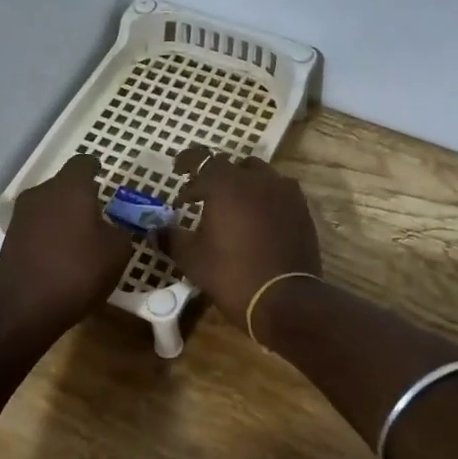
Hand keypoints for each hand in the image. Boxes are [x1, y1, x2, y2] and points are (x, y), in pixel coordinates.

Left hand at [0, 152, 135, 337]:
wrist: (24, 308)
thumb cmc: (78, 272)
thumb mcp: (117, 251)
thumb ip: (120, 230)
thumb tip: (113, 227)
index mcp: (71, 187)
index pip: (83, 163)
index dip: (96, 168)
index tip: (104, 178)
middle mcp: (42, 192)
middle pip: (64, 185)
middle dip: (81, 196)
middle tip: (99, 215)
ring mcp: (21, 215)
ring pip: (49, 205)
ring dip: (64, 215)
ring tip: (81, 238)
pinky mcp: (10, 237)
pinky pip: (37, 226)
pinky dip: (50, 234)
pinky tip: (61, 255)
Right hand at [157, 145, 321, 329]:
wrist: (284, 299)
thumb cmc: (231, 274)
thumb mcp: (192, 258)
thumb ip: (171, 238)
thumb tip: (155, 231)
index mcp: (226, 184)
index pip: (201, 159)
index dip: (187, 163)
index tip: (177, 171)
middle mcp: (257, 179)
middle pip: (233, 166)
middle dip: (216, 177)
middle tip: (202, 195)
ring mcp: (284, 192)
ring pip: (260, 176)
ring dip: (243, 185)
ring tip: (233, 207)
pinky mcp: (302, 210)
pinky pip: (278, 193)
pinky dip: (264, 199)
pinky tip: (257, 220)